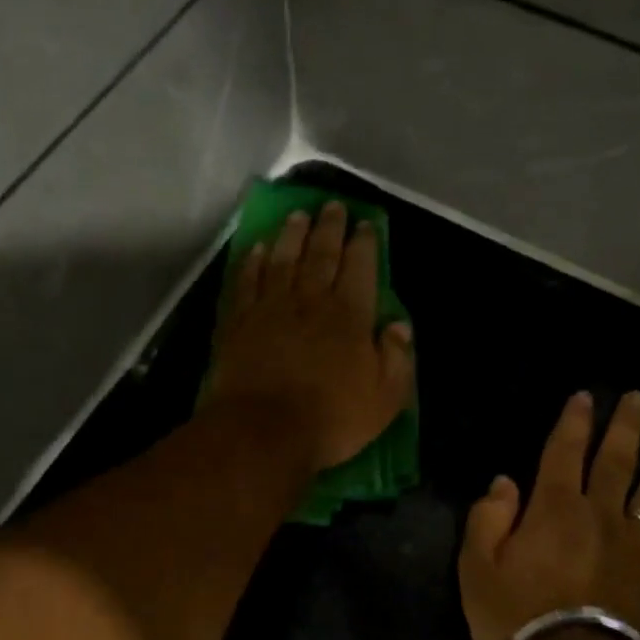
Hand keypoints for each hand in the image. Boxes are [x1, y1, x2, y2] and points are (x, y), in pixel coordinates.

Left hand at [207, 201, 414, 472]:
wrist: (262, 432)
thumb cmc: (331, 418)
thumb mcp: (384, 397)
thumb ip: (395, 357)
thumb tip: (400, 325)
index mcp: (349, 316)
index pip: (360, 268)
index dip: (364, 244)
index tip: (365, 224)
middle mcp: (310, 301)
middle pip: (321, 255)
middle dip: (330, 228)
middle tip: (333, 206)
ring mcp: (271, 308)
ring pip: (283, 260)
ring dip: (292, 235)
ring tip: (298, 215)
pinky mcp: (239, 322)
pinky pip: (248, 282)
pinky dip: (254, 262)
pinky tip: (259, 248)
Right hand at [459, 390, 639, 639]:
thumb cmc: (516, 619)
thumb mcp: (476, 568)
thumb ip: (487, 518)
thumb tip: (504, 482)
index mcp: (553, 508)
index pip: (564, 452)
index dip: (573, 422)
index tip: (584, 397)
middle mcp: (600, 513)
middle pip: (616, 460)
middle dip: (625, 425)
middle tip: (638, 398)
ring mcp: (638, 543)